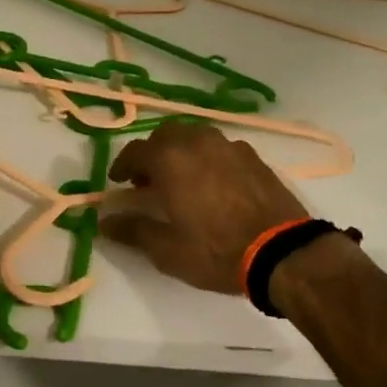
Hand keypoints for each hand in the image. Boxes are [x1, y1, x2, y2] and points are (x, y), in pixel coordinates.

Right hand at [100, 120, 306, 292]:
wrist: (282, 251)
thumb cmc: (216, 250)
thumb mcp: (166, 249)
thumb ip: (132, 230)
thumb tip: (105, 221)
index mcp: (170, 159)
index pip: (135, 151)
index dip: (122, 166)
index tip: (119, 182)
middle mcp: (198, 142)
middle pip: (166, 135)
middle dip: (152, 154)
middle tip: (149, 181)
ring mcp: (229, 146)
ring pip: (195, 137)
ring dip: (181, 152)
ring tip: (182, 180)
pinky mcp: (254, 157)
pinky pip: (220, 148)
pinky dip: (208, 158)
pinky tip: (213, 184)